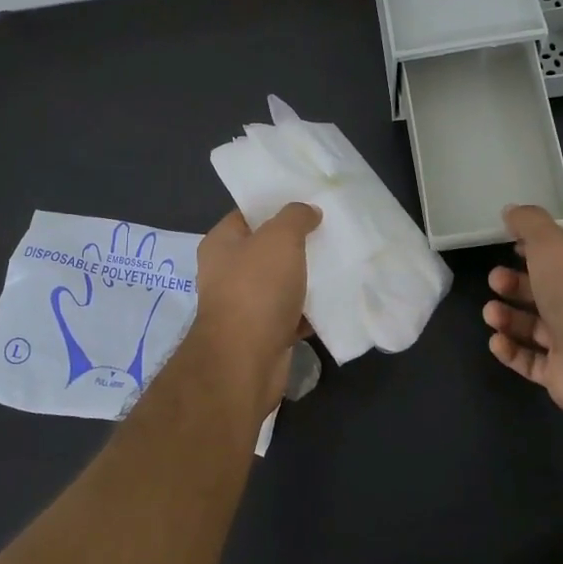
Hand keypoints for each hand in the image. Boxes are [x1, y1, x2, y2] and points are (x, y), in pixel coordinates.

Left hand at [191, 204, 320, 412]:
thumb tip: (308, 211)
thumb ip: (295, 217)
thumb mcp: (279, 238)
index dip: (276, 206)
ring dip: (307, 278)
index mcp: (221, 244)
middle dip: (298, 243)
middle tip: (331, 231)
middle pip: (268, 249)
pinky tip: (337, 300)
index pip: (248, 214)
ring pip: (282, 283)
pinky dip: (310, 310)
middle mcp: (227, 273)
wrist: (246, 361)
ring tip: (341, 263)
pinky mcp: (264, 333)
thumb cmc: (256, 289)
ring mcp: (245, 305)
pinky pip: (292, 314)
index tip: (309, 202)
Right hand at [482, 204, 562, 426]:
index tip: (506, 246)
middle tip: (494, 281)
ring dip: (506, 317)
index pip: (559, 258)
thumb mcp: (551, 245)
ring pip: (532, 326)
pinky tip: (497, 341)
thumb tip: (511, 211)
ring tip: (491, 315)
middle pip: (541, 292)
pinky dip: (510, 350)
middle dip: (513, 284)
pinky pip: (529, 359)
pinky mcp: (560, 374)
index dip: (532, 250)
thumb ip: (530, 224)